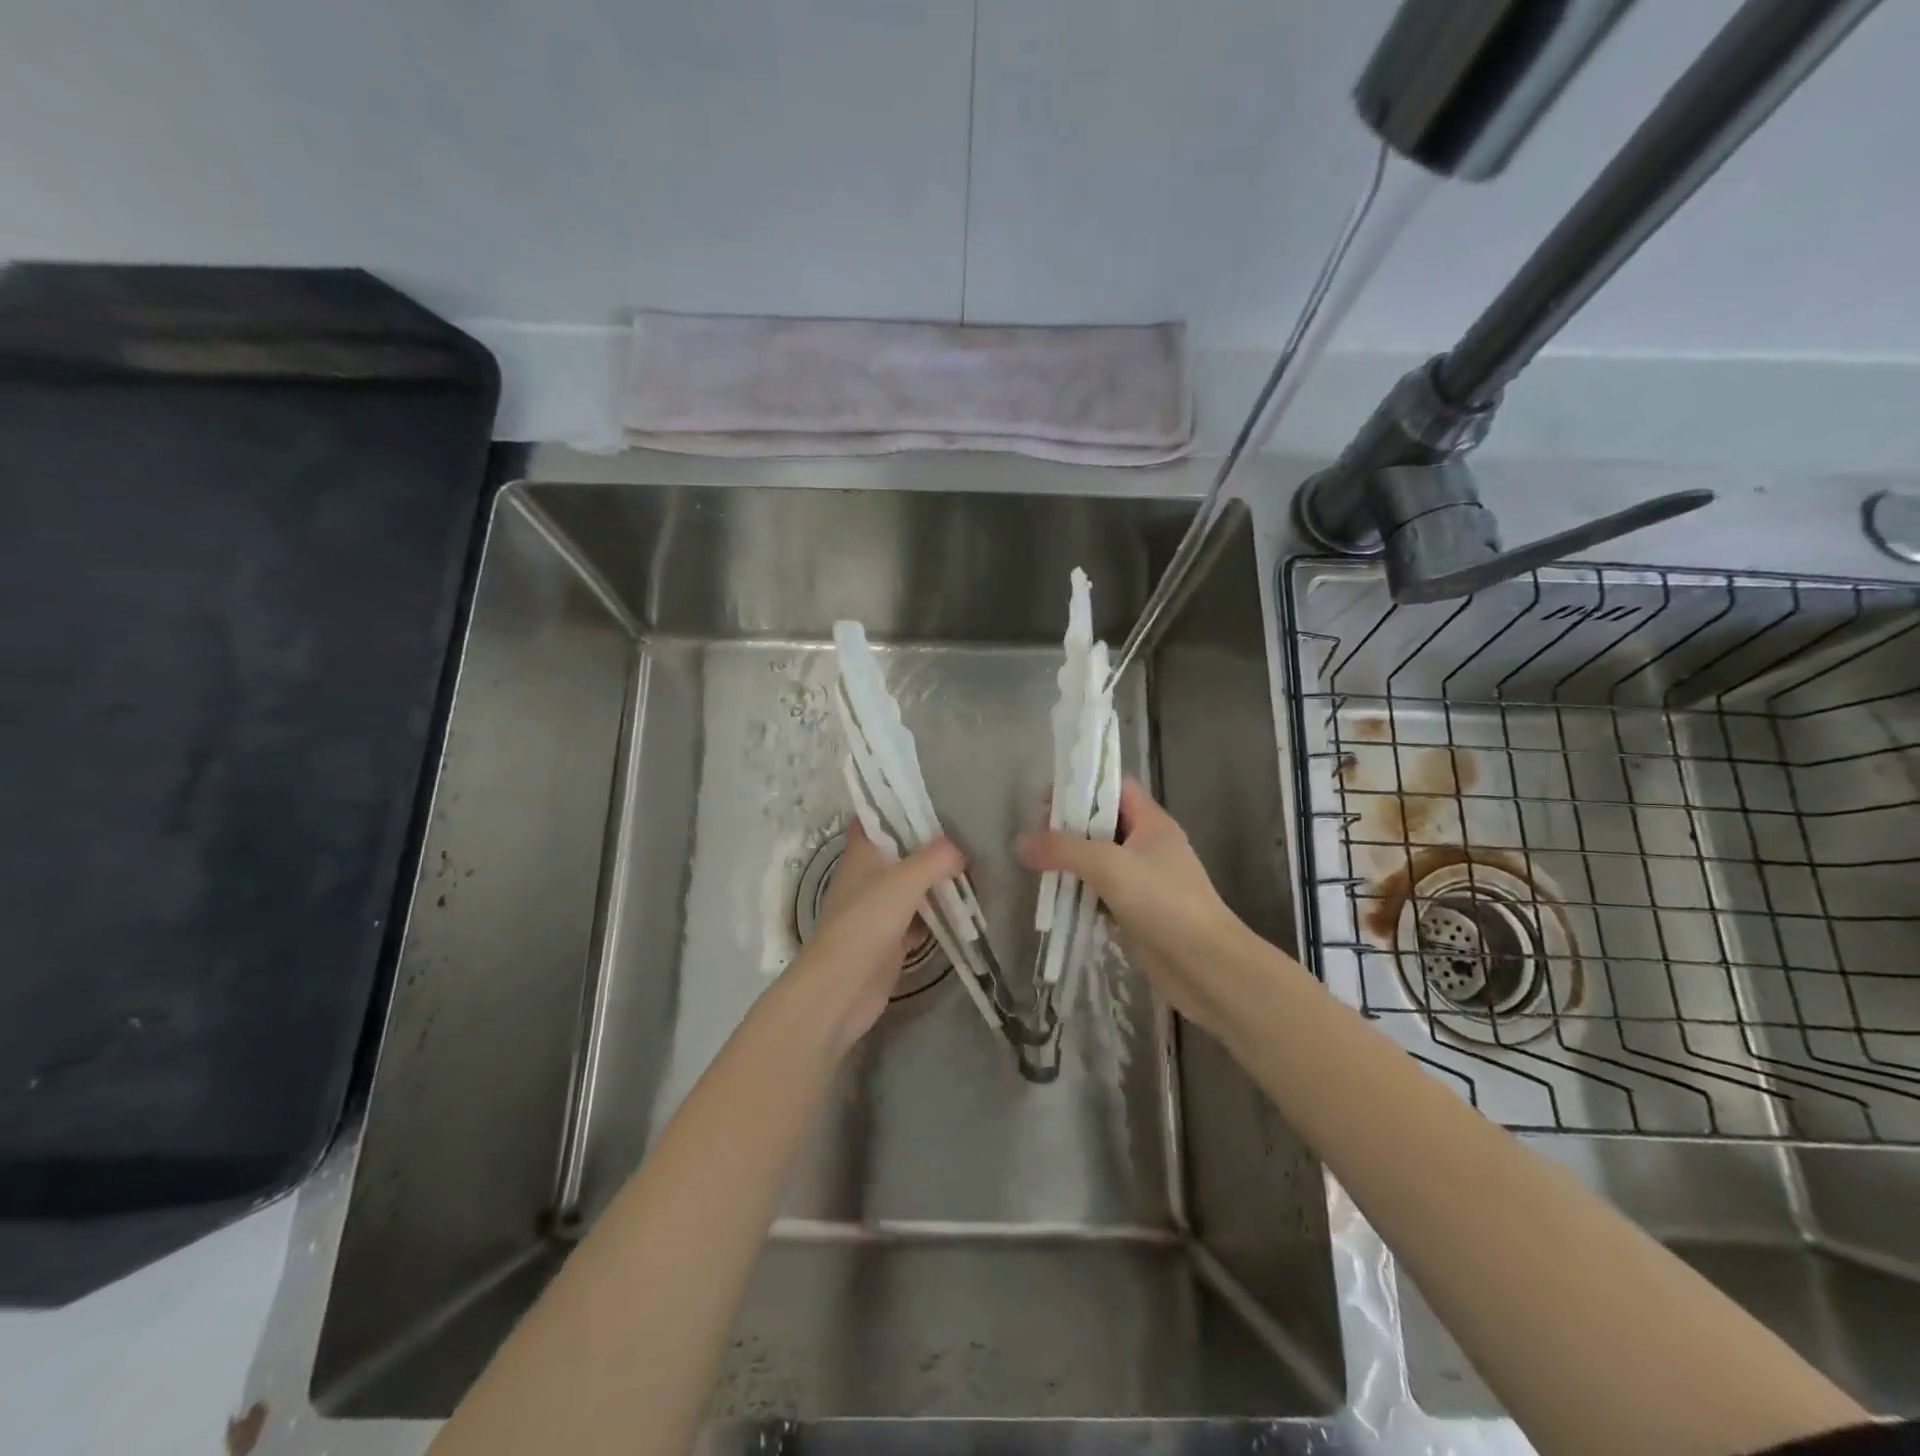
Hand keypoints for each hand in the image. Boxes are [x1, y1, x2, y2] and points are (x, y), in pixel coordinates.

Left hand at [791, 820, 963, 1052]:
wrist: (842, 989)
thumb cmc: (866, 923)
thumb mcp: (904, 881)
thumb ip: (935, 859)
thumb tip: (959, 850)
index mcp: (861, 855)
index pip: (873, 819)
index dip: (894, 807)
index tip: (928, 799)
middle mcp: (866, 878)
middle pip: (899, 853)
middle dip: (928, 846)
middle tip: (966, 835)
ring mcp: (877, 910)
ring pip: (911, 886)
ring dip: (936, 881)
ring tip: (973, 868)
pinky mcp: (889, 940)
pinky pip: (918, 918)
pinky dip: (938, 914)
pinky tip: (964, 910)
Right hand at [1018, 778, 1256, 1040]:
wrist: (1205, 966)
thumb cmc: (1162, 902)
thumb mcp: (1108, 866)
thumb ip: (1062, 849)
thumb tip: (1020, 842)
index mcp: (1152, 823)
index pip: (1115, 788)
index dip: (1082, 787)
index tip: (1046, 802)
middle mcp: (1149, 847)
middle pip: (1103, 824)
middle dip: (1069, 829)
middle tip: (1036, 840)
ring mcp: (1145, 882)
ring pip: (1100, 862)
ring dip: (1071, 865)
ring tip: (1038, 869)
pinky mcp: (1137, 913)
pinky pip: (1102, 894)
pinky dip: (1080, 894)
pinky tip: (1056, 901)